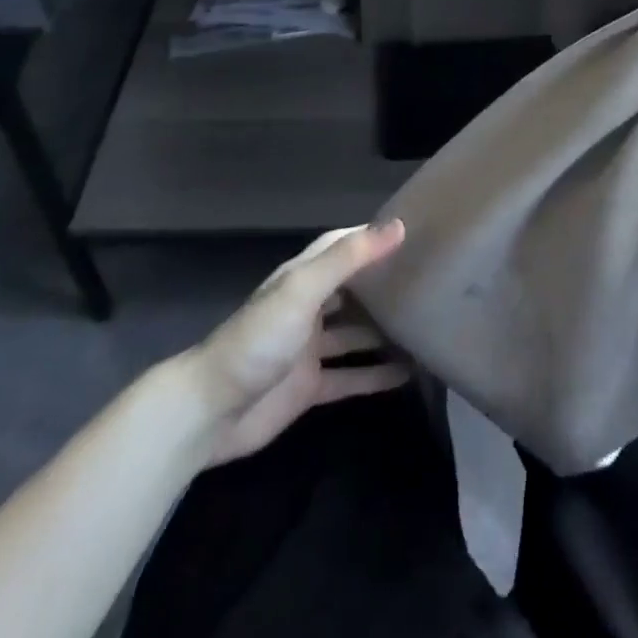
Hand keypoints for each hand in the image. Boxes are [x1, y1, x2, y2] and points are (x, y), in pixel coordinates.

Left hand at [192, 221, 409, 466]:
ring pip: (354, 334)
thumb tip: (397, 227)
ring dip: (383, 332)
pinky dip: (375, 376)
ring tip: (425, 328)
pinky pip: (349, 377)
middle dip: (382, 284)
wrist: (211, 411)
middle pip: (351, 289)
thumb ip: (349, 258)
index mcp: (302, 277)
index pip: (341, 245)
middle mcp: (307, 307)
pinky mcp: (309, 388)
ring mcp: (308, 349)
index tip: (410, 233)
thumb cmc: (259, 338)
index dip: (370, 237)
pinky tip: (407, 376)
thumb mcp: (304, 288)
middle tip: (426, 282)